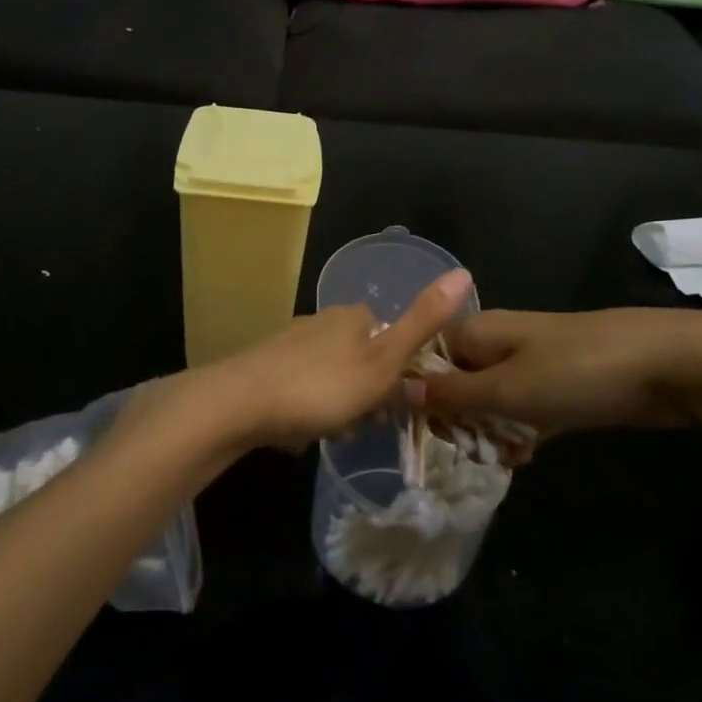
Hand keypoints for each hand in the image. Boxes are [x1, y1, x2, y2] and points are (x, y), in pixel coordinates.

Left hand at [193, 269, 474, 450]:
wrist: (238, 404)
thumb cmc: (320, 387)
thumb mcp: (382, 361)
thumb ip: (422, 323)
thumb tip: (464, 271)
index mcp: (352, 317)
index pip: (389, 337)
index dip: (396, 373)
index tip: (389, 404)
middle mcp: (321, 321)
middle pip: (360, 359)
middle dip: (365, 393)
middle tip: (356, 424)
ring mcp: (289, 343)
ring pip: (331, 376)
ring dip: (337, 405)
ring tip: (327, 430)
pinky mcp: (264, 367)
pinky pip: (301, 388)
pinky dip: (307, 409)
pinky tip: (297, 429)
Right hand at [414, 306, 701, 436]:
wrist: (674, 365)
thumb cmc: (580, 372)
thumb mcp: (507, 389)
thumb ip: (452, 395)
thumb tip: (398, 389)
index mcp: (480, 331)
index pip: (427, 360)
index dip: (419, 395)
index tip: (423, 432)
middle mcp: (501, 342)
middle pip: (458, 382)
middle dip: (458, 420)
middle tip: (469, 452)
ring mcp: (536, 361)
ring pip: (493, 399)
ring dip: (491, 430)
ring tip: (501, 458)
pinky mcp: (565, 383)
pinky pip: (527, 408)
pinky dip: (523, 430)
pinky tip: (527, 455)